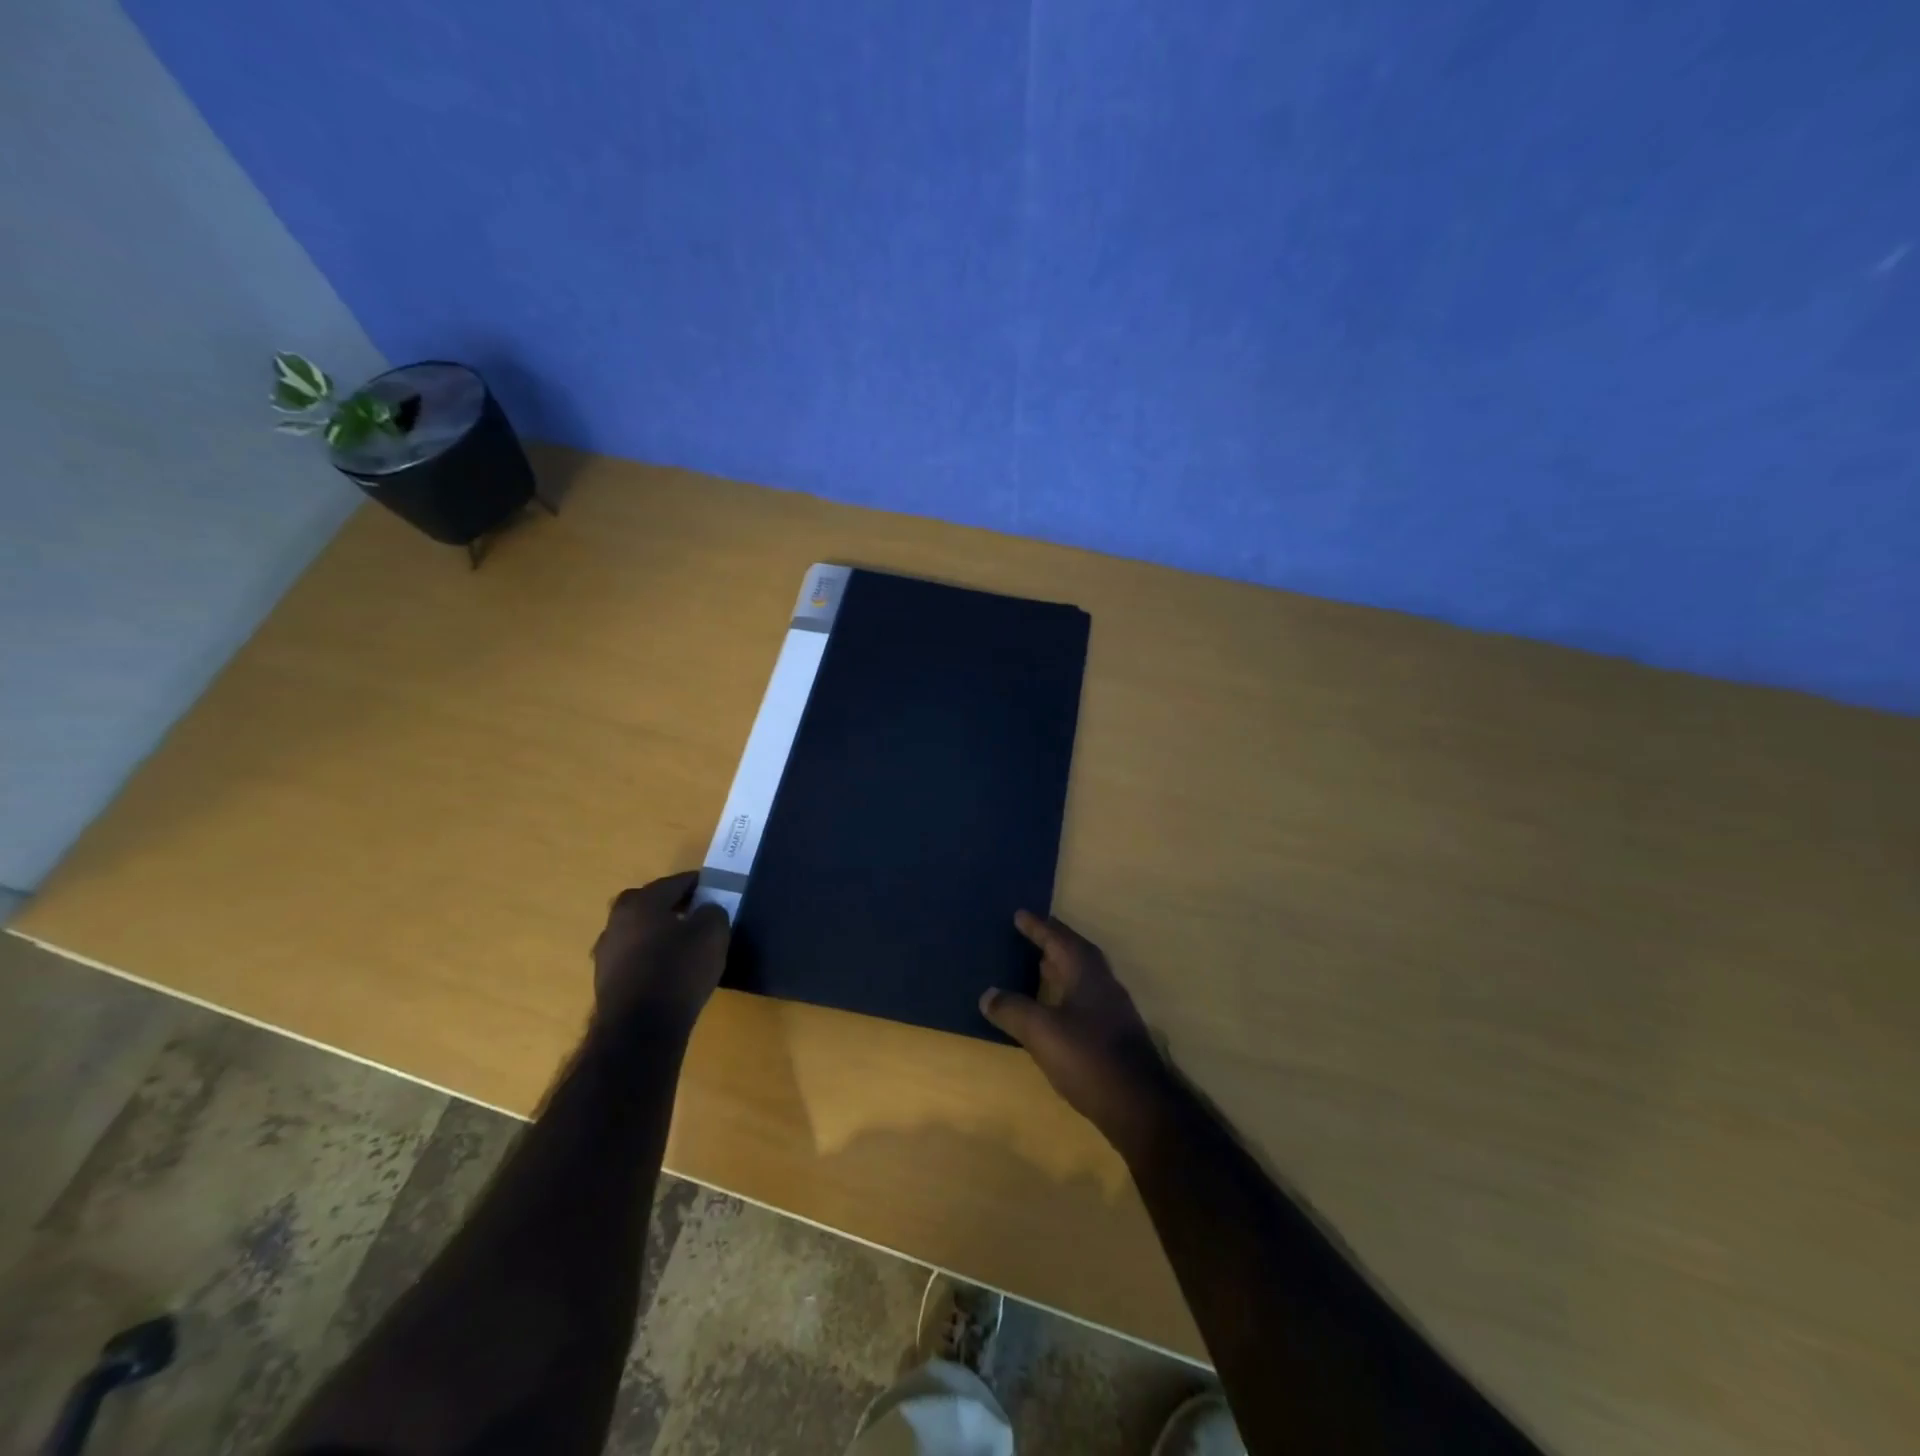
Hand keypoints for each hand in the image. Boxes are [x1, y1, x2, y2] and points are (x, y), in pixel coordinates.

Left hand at [591, 872, 729, 1039]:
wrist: (640, 1029)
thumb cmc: (678, 971)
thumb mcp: (712, 934)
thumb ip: (713, 912)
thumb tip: (706, 910)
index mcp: (641, 902)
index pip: (674, 882)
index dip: (698, 884)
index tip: (714, 889)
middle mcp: (617, 921)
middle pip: (649, 904)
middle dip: (672, 905)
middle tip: (696, 913)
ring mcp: (606, 952)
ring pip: (638, 931)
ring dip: (658, 932)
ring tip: (683, 944)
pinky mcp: (606, 981)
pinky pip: (633, 956)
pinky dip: (650, 956)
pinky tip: (668, 969)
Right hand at [980, 911, 1171, 1143]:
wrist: (1140, 1105)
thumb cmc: (1089, 1058)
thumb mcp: (1042, 1033)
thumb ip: (1013, 1010)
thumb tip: (987, 995)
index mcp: (1086, 973)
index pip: (1059, 939)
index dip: (1038, 927)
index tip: (1020, 914)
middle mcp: (1103, 983)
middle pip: (1076, 952)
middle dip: (1053, 942)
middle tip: (1031, 935)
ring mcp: (1113, 1009)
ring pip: (1083, 976)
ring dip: (1062, 967)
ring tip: (1039, 966)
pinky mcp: (1115, 1033)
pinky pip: (1086, 998)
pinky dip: (1067, 992)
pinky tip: (1056, 1009)